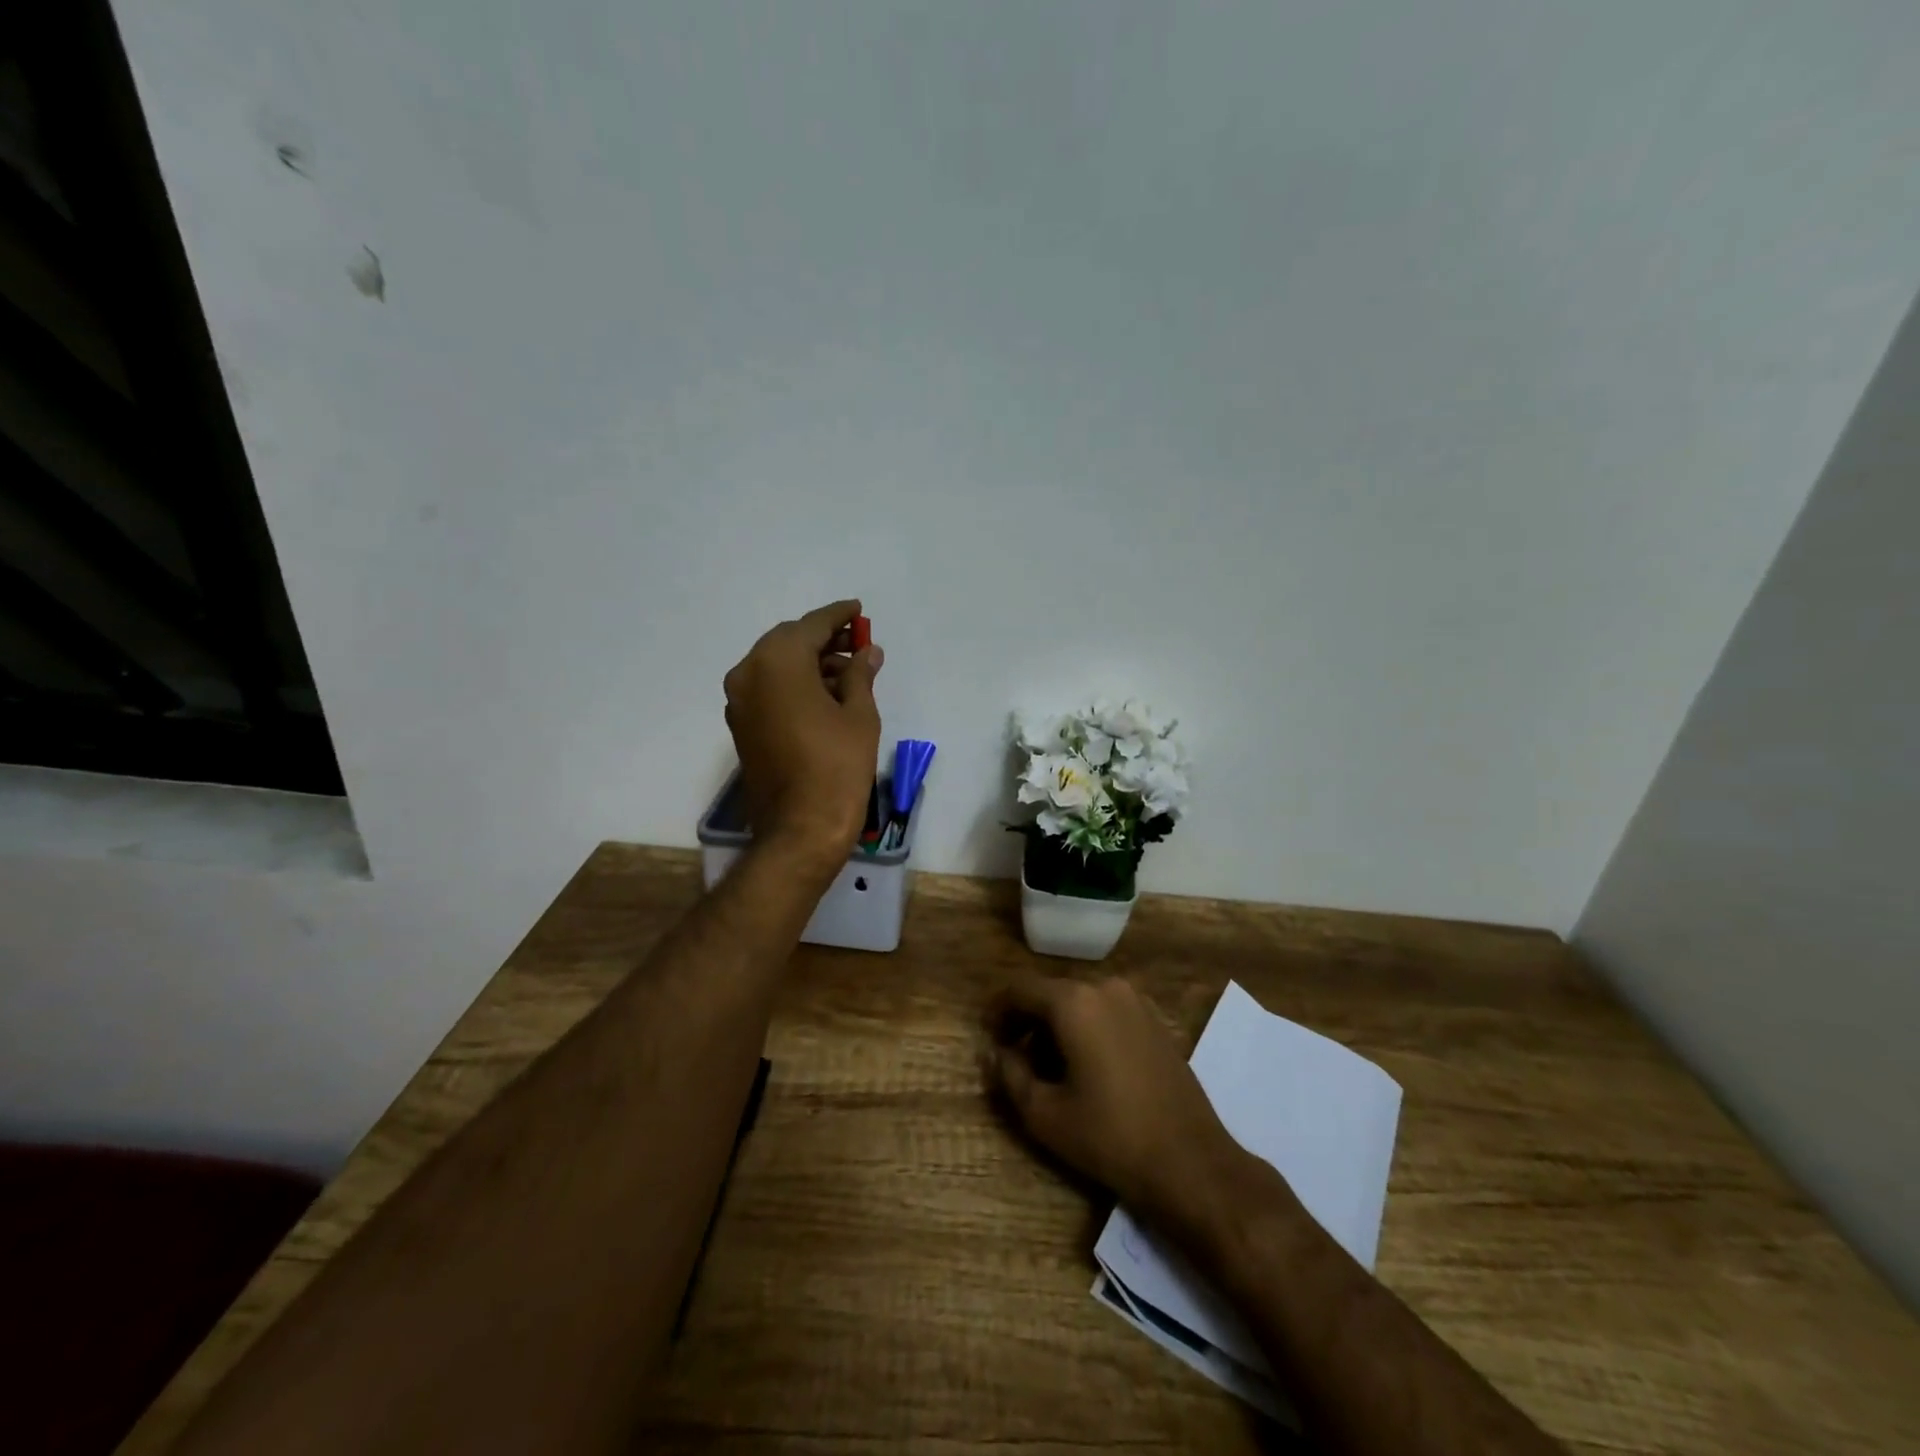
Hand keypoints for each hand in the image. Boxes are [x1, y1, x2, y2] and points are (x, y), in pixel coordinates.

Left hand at [723, 599, 882, 862]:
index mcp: (778, 662)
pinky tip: (826, 694)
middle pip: (788, 642)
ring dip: (809, 662)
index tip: (858, 610)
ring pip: (776, 665)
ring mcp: (740, 701)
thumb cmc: (837, 767)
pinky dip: (794, 683)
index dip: (838, 616)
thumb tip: (867, 651)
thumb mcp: (859, 715)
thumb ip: (861, 675)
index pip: (811, 626)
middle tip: (856, 642)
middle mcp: (749, 673)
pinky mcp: (741, 725)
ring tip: (849, 673)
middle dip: (822, 639)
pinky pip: (768, 689)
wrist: (800, 829)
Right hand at [986, 976, 1251, 1226]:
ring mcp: (1136, 1002)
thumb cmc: (1109, 1136)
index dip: (998, 1011)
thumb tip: (994, 1053)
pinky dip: (1087, 1029)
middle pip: (1051, 993)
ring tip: (1048, 1067)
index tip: (987, 1036)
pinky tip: (1086, 1067)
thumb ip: (1009, 1075)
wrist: (1190, 1162)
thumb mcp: (1044, 1114)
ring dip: (1057, 1026)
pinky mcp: (1156, 1021)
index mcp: (1074, 1001)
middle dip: (1028, 1020)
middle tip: (1013, 1056)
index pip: (1020, 989)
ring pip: (1081, 1003)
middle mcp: (1105, 988)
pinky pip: (1107, 1012)